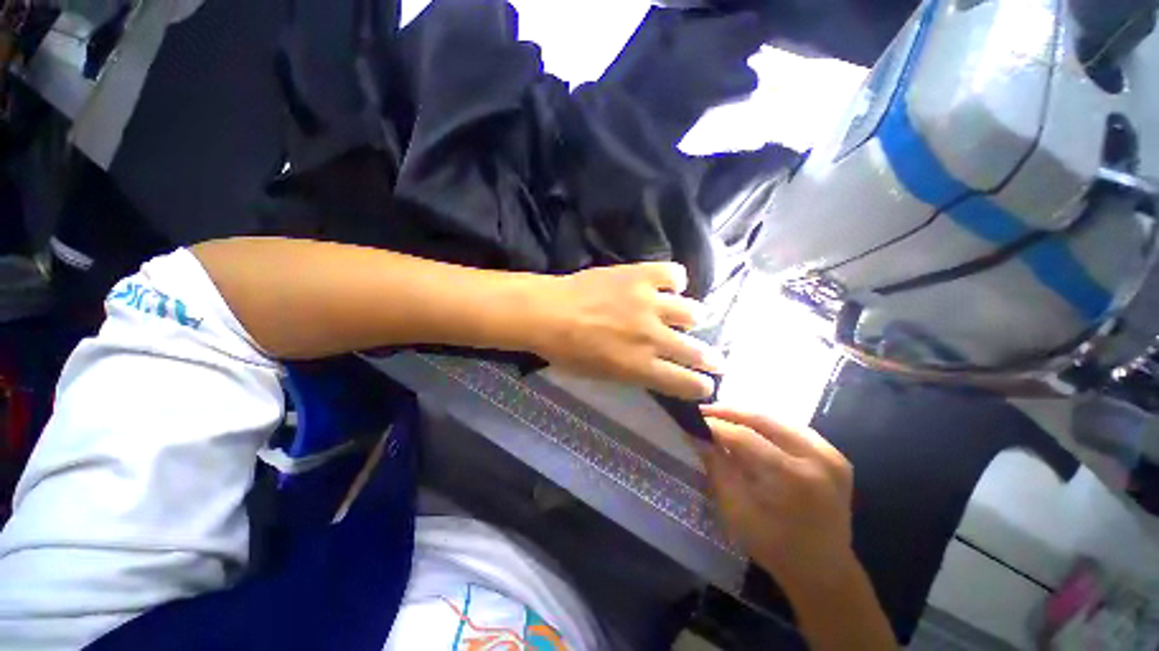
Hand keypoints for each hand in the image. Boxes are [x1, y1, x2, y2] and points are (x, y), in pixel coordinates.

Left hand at [529, 262, 723, 399]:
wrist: (548, 312)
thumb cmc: (567, 351)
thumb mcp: (601, 375)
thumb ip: (634, 373)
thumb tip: (656, 368)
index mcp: (640, 366)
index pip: (684, 382)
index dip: (700, 386)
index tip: (707, 385)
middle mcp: (653, 337)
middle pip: (697, 351)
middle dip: (710, 359)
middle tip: (714, 359)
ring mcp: (650, 303)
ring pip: (694, 312)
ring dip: (692, 318)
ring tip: (686, 316)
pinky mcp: (642, 275)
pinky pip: (675, 274)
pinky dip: (674, 282)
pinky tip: (666, 286)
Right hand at [700, 405, 857, 592]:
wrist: (824, 570)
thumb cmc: (773, 547)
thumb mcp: (735, 511)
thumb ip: (716, 467)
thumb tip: (695, 433)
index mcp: (792, 478)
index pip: (744, 437)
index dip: (715, 425)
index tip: (692, 418)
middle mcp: (817, 458)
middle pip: (763, 419)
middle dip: (729, 412)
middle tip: (703, 409)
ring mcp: (831, 455)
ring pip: (778, 419)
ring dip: (746, 415)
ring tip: (721, 416)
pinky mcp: (835, 455)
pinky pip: (793, 428)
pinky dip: (767, 425)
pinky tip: (749, 427)